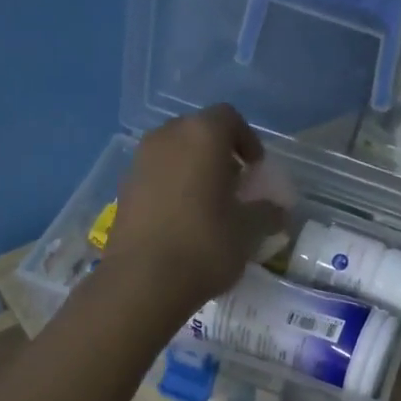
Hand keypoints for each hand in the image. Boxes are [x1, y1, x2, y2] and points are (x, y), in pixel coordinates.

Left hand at [103, 104, 287, 318]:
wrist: (143, 281)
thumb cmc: (204, 246)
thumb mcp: (248, 231)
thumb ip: (266, 212)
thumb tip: (277, 210)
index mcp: (201, 136)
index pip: (229, 118)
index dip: (247, 140)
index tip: (256, 169)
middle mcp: (166, 137)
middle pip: (197, 132)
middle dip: (218, 153)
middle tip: (234, 185)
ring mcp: (139, 162)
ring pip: (173, 153)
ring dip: (193, 170)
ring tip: (209, 204)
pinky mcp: (123, 189)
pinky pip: (155, 176)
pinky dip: (171, 187)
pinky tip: (182, 220)